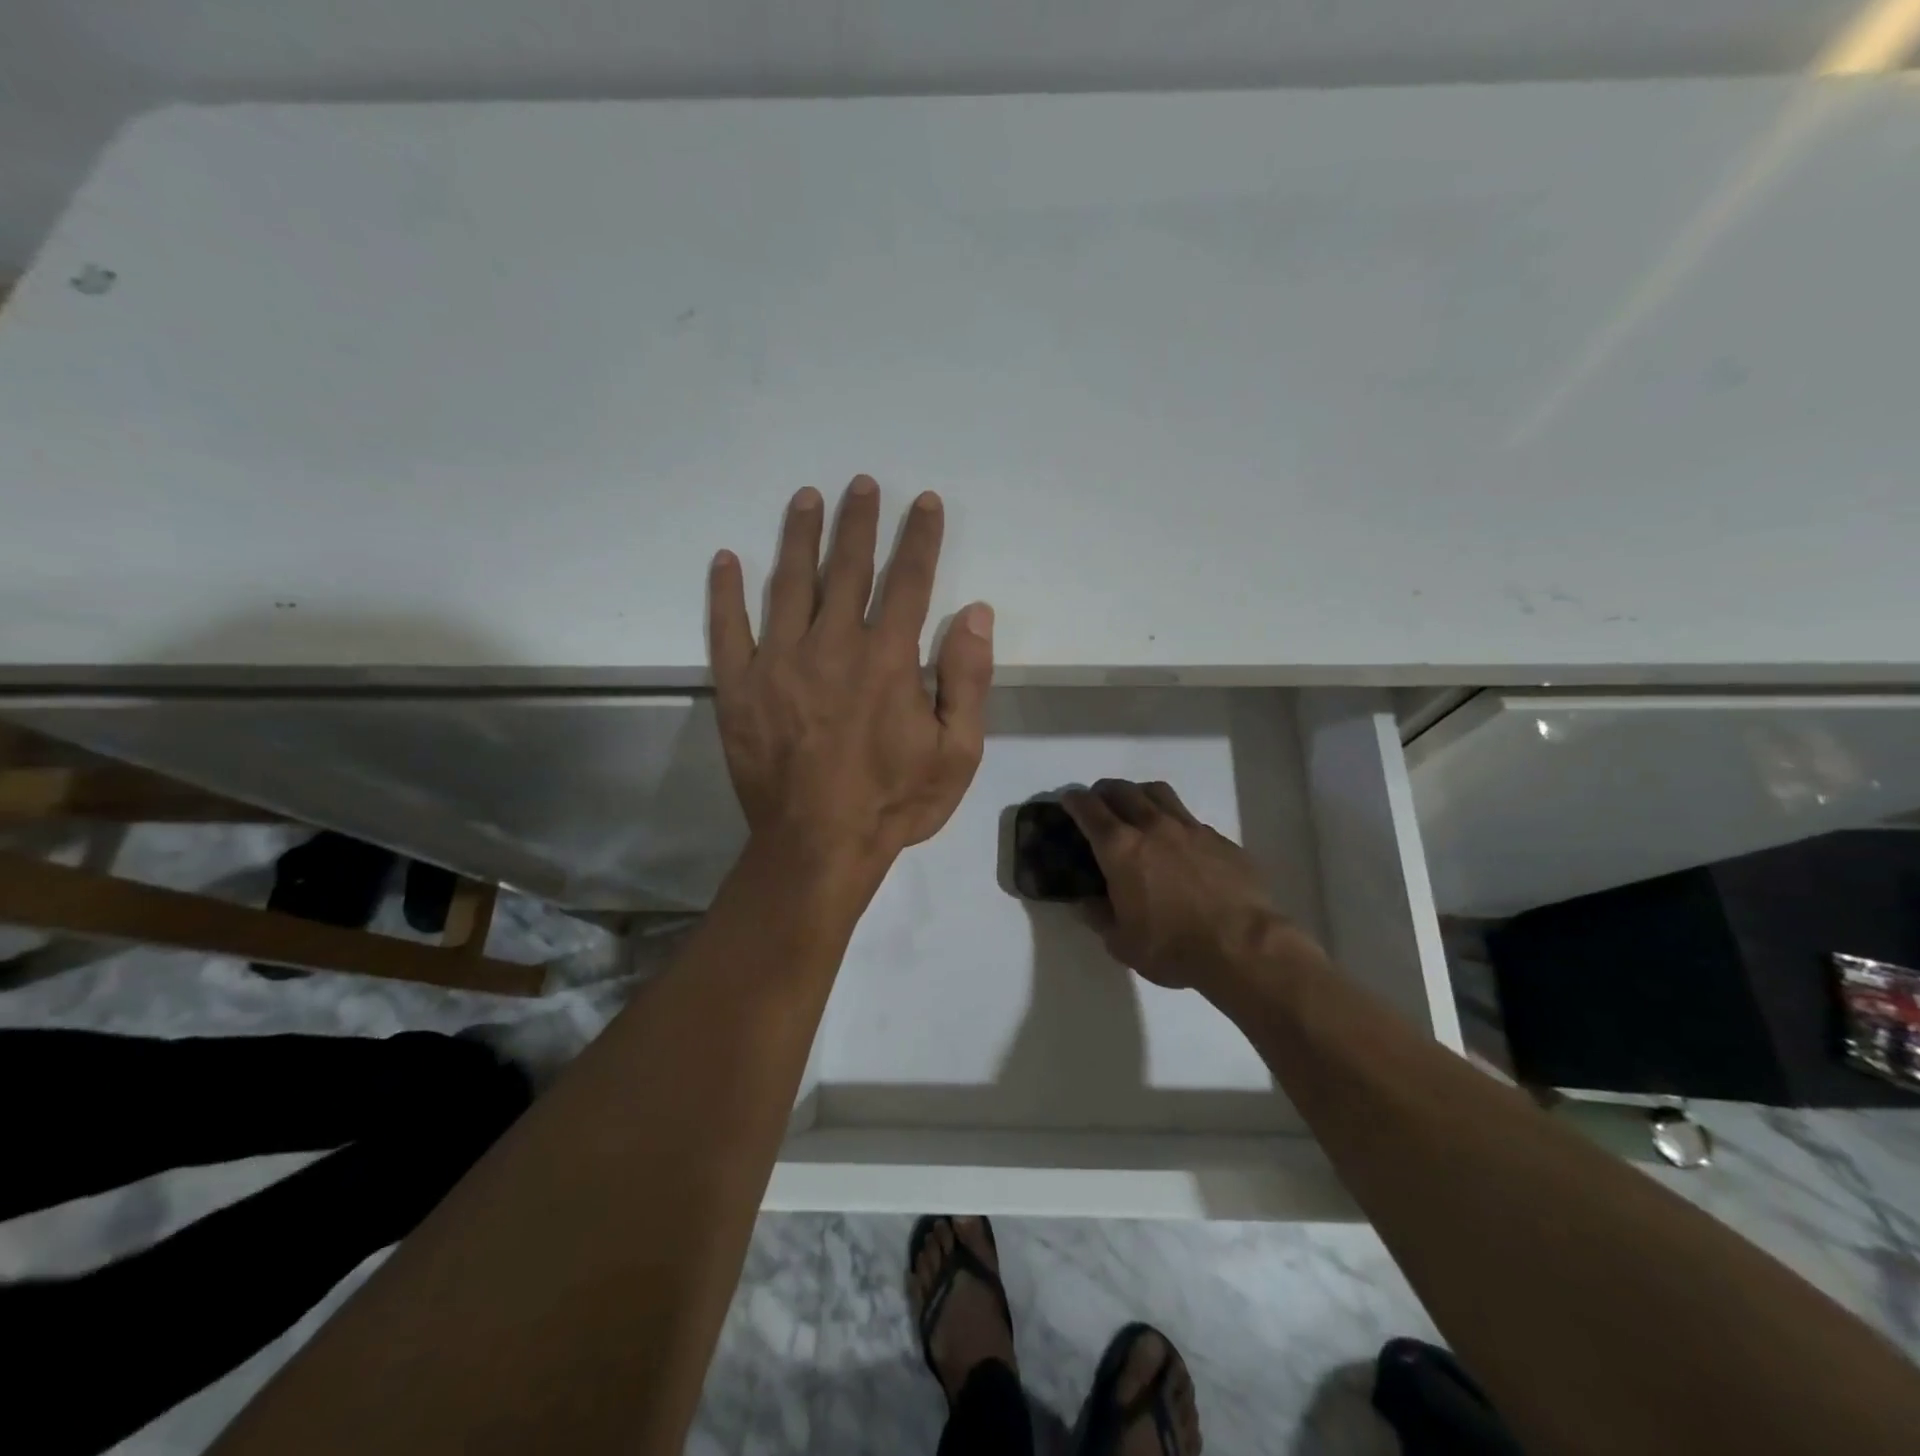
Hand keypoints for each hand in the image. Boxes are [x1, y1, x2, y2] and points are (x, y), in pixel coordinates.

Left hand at [707, 476, 993, 879]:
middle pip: (847, 568)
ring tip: (806, 499)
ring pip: (789, 583)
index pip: (908, 580)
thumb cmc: (894, 803)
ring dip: (800, 537)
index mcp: (887, 659)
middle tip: (860, 484)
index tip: (923, 503)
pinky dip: (725, 592)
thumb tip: (974, 612)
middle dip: (858, 521)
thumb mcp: (957, 753)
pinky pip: (727, 629)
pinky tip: (727, 560)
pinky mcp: (738, 687)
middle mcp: (831, 645)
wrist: (816, 847)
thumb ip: (967, 679)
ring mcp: (777, 662)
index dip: (919, 538)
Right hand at [1063, 779, 1310, 992]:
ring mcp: (1190, 829)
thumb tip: (1088, 904)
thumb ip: (1100, 918)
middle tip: (1099, 803)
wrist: (1243, 946)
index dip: (1074, 801)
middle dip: (1104, 791)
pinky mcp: (1220, 839)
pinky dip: (1174, 821)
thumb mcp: (1122, 943)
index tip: (1068, 800)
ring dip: (1139, 794)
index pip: (1089, 809)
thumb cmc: (1173, 947)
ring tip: (1137, 809)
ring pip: (1158, 793)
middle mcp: (1152, 827)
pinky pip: (1189, 818)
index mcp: (1120, 849)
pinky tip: (1179, 843)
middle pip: (1122, 791)